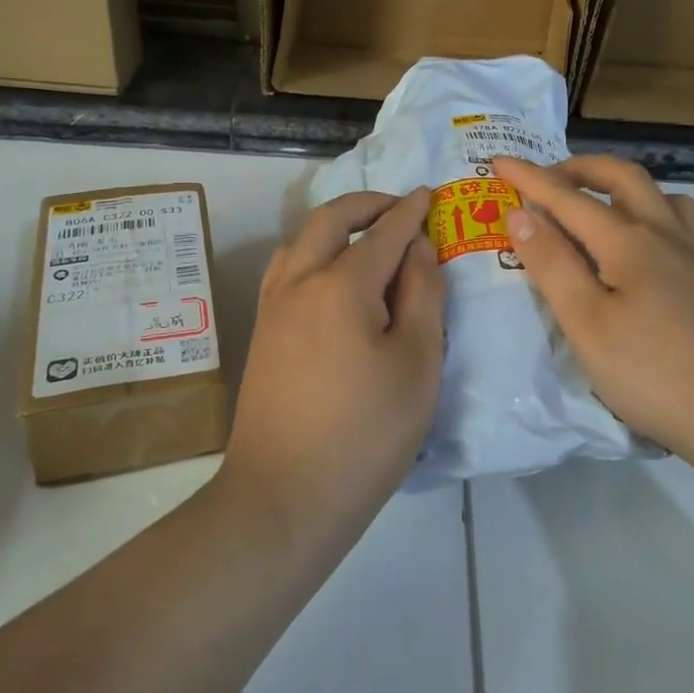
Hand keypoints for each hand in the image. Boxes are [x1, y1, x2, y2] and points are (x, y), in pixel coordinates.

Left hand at [220, 189, 444, 543]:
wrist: (284, 497)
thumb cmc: (367, 432)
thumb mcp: (417, 362)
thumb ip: (423, 294)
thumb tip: (418, 247)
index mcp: (342, 285)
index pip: (384, 232)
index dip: (411, 211)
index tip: (431, 194)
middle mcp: (300, 282)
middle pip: (330, 220)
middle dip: (368, 204)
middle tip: (401, 208)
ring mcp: (273, 308)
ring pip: (300, 241)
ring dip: (336, 225)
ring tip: (367, 238)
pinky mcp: (262, 333)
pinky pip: (287, 269)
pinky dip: (313, 252)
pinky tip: (331, 276)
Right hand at [492, 155, 693, 458]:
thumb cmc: (652, 372)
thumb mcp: (587, 323)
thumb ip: (552, 264)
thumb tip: (520, 215)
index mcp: (628, 241)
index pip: (568, 197)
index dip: (530, 178)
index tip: (498, 160)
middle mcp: (663, 233)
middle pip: (621, 176)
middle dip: (578, 168)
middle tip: (545, 180)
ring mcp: (692, 254)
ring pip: (656, 193)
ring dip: (617, 184)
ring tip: (592, 204)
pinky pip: (679, 220)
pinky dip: (651, 210)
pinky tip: (641, 240)